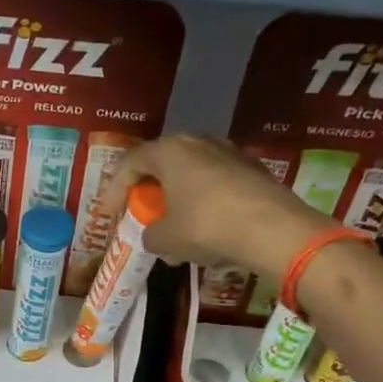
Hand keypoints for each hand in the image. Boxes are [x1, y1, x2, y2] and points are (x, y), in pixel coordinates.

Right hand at [109, 135, 337, 280]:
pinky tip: (204, 230)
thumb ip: (150, 234)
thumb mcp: (166, 239)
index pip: (130, 163)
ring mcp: (229, 153)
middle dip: (149, 190)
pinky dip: (202, 203)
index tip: (109, 214)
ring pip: (191, 174)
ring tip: (173, 227)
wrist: (273, 229)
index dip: (114, 189)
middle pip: (162, 164)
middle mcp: (198, 142)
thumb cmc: (206, 226)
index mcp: (169, 151)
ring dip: (177, 198)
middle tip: (141, 213)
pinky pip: (215, 184)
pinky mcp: (252, 170)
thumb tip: (153, 236)